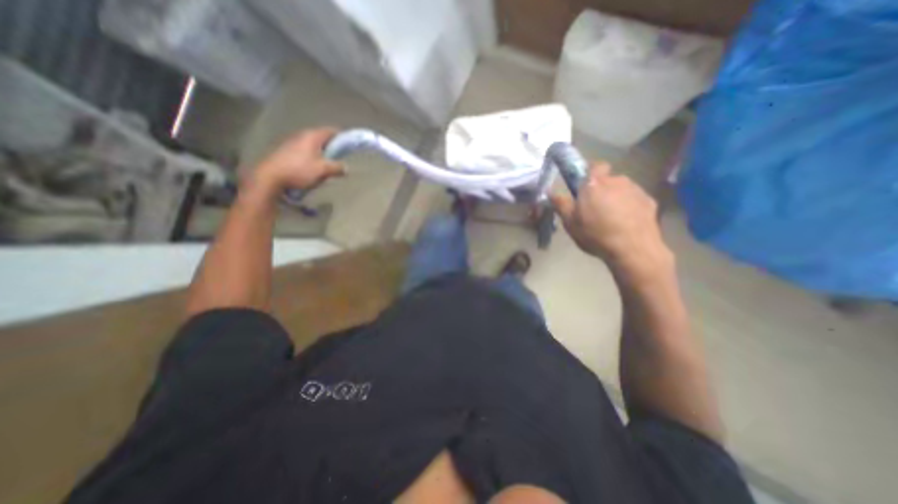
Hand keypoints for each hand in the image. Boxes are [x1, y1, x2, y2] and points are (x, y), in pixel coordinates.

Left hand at [255, 127, 345, 192]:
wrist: (269, 177)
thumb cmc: (299, 170)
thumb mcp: (323, 171)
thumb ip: (337, 168)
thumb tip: (346, 168)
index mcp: (312, 136)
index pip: (331, 131)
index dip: (342, 137)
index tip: (349, 145)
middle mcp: (301, 134)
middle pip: (321, 137)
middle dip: (331, 146)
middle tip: (338, 158)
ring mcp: (290, 141)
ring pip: (311, 144)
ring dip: (320, 152)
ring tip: (325, 165)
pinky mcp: (283, 150)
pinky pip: (302, 150)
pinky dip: (310, 156)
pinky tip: (310, 168)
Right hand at [548, 164, 673, 280]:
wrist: (632, 249)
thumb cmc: (596, 234)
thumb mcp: (570, 222)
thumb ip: (560, 203)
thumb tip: (550, 189)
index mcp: (595, 184)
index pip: (594, 165)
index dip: (589, 173)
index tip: (583, 187)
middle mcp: (617, 181)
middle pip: (607, 179)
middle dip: (601, 189)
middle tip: (594, 208)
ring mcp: (636, 190)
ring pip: (621, 189)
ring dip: (615, 197)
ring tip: (611, 218)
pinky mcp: (649, 201)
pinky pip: (634, 199)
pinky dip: (629, 206)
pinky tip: (625, 223)